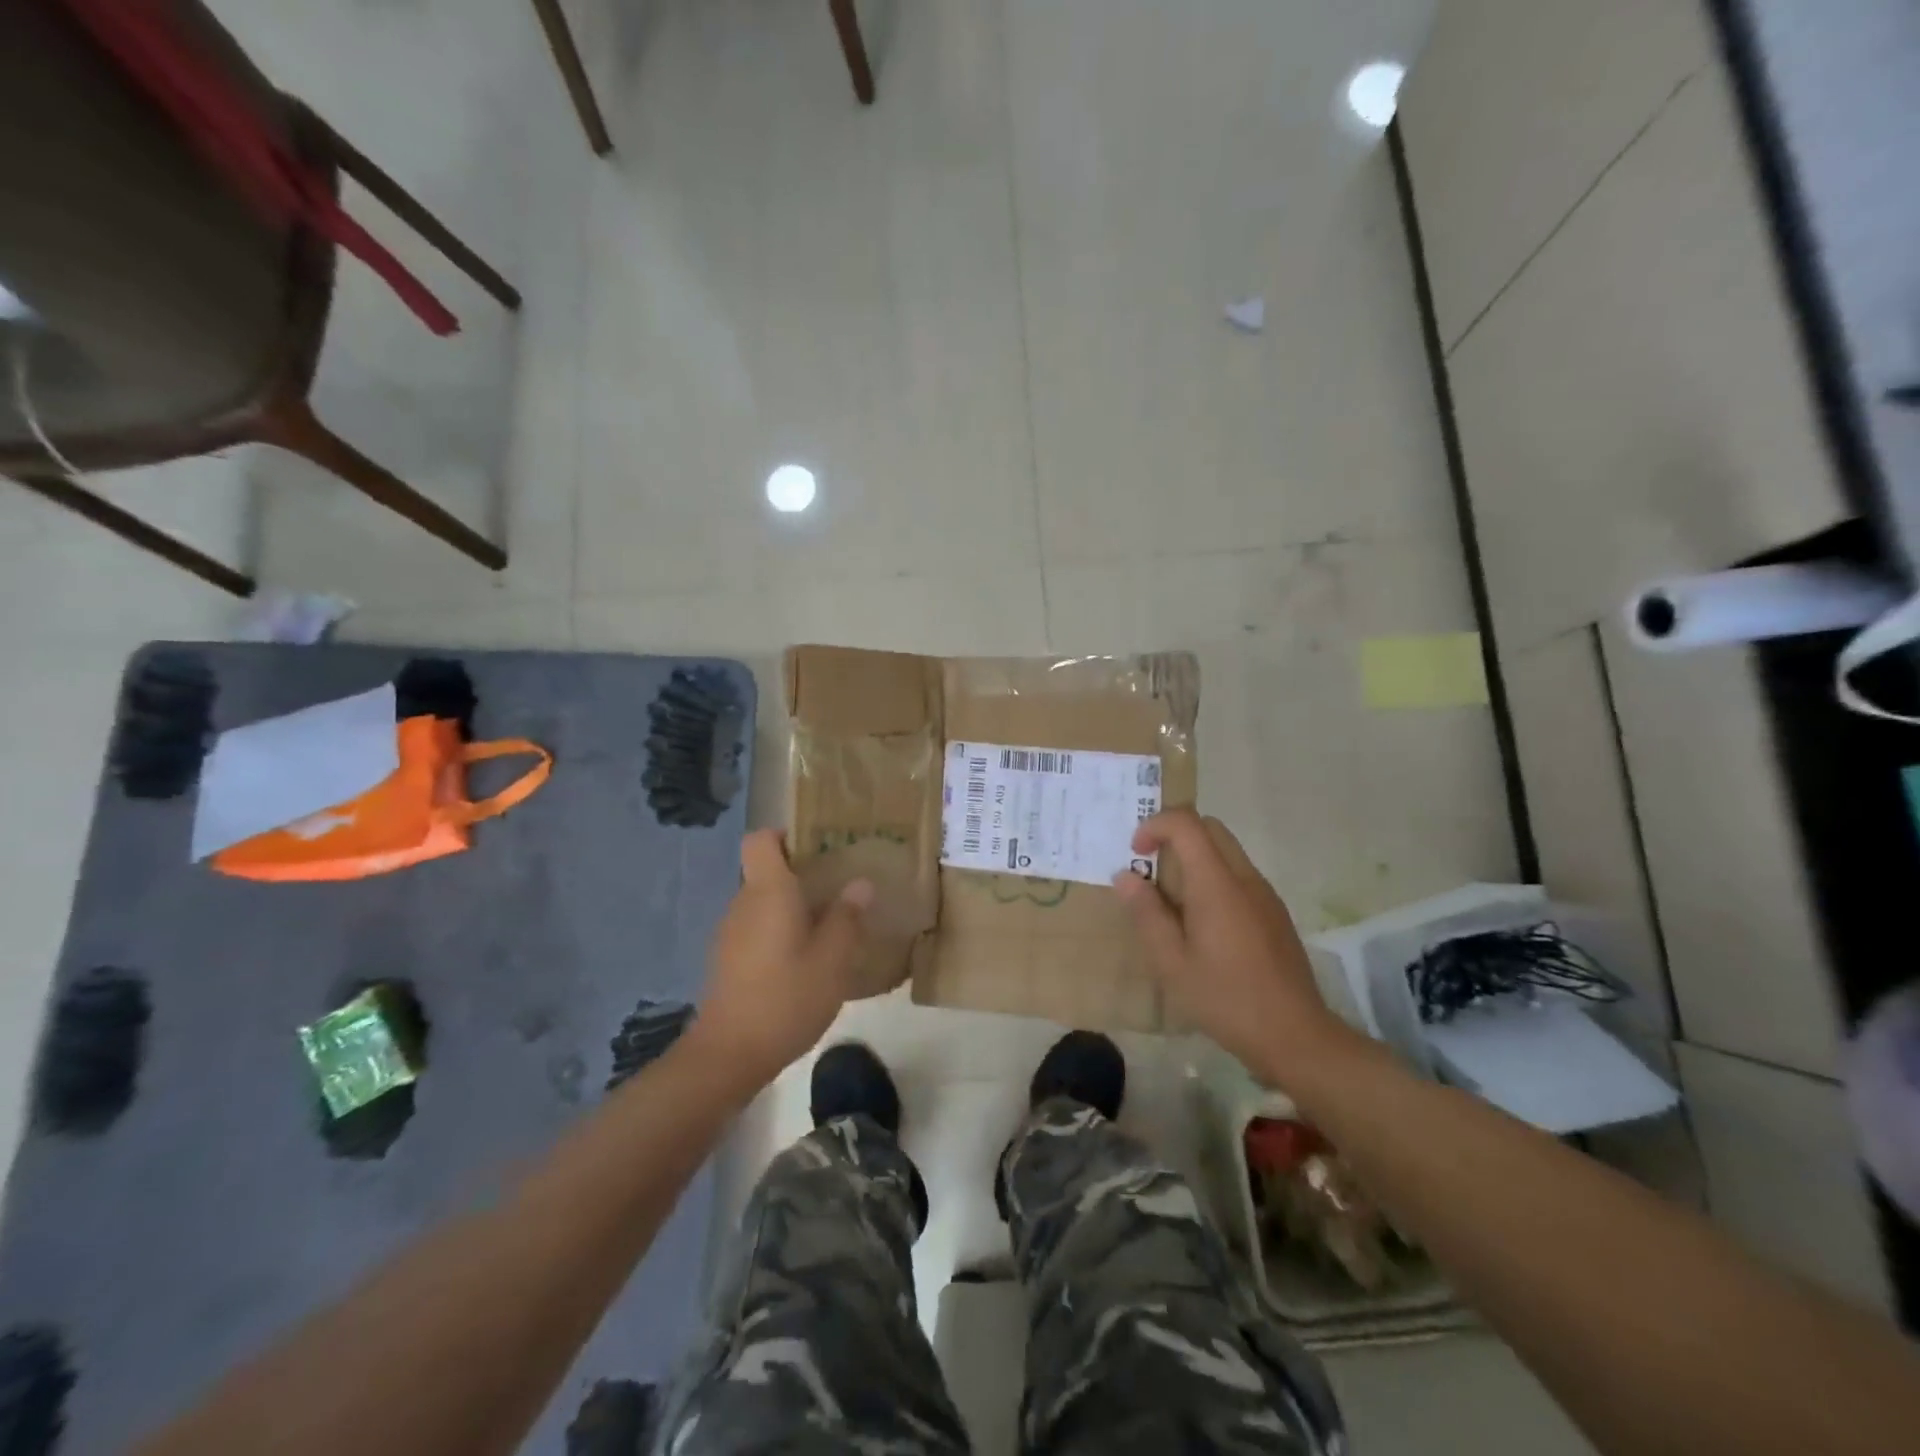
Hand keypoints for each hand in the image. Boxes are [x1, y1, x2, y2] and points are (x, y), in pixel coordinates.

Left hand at [690, 829, 873, 1090]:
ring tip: (828, 928)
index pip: (761, 840)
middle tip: (839, 890)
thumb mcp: (832, 959)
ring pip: (762, 903)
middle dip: (800, 875)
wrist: (729, 1054)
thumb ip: (847, 917)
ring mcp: (730, 933)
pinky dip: (778, 934)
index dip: (785, 836)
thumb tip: (860, 884)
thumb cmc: (786, 997)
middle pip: (766, 872)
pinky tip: (803, 962)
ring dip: (791, 908)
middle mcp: (743, 903)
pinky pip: (756, 929)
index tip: (817, 849)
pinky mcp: (726, 960)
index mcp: (768, 891)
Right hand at [1113, 809, 1351, 1085]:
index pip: (1186, 824)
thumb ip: (1147, 913)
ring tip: (1172, 901)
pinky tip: (1203, 924)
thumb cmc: (1225, 999)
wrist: (1295, 1035)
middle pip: (1209, 827)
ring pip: (1226, 850)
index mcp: (1216, 884)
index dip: (1154, 826)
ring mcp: (1265, 894)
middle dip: (1174, 835)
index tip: (1136, 854)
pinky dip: (1213, 877)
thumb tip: (1126, 876)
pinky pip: (1239, 874)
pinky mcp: (1274, 912)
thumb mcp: (1171, 963)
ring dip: (1194, 857)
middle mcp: (1244, 878)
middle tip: (1151, 869)